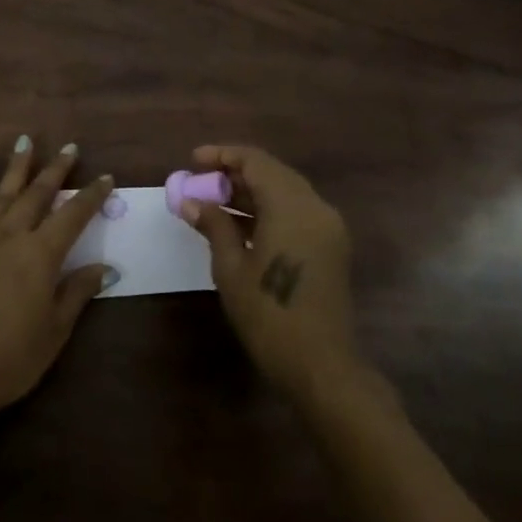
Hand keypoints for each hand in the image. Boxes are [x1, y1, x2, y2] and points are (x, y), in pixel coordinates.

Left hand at [0, 137, 117, 413]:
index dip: (91, 196)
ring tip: (28, 140)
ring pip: (3, 191)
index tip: (106, 178)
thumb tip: (106, 267)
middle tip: (70, 148)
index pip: (73, 216)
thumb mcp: (54, 331)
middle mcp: (11, 236)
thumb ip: (78, 292)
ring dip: (18, 165)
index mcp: (40, 256)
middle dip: (57, 169)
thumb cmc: (10, 358)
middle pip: (38, 194)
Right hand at [181, 144, 361, 403]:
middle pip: (273, 172)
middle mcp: (315, 207)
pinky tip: (240, 224)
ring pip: (286, 191)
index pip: (256, 162)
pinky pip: (296, 211)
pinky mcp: (330, 245)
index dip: (223, 155)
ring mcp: (327, 227)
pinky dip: (269, 209)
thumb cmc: (269, 316)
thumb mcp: (231, 269)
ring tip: (213, 202)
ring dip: (251, 191)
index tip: (193, 160)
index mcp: (292, 207)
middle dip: (235, 173)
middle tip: (201, 183)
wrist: (321, 366)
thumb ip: (214, 226)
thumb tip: (191, 201)